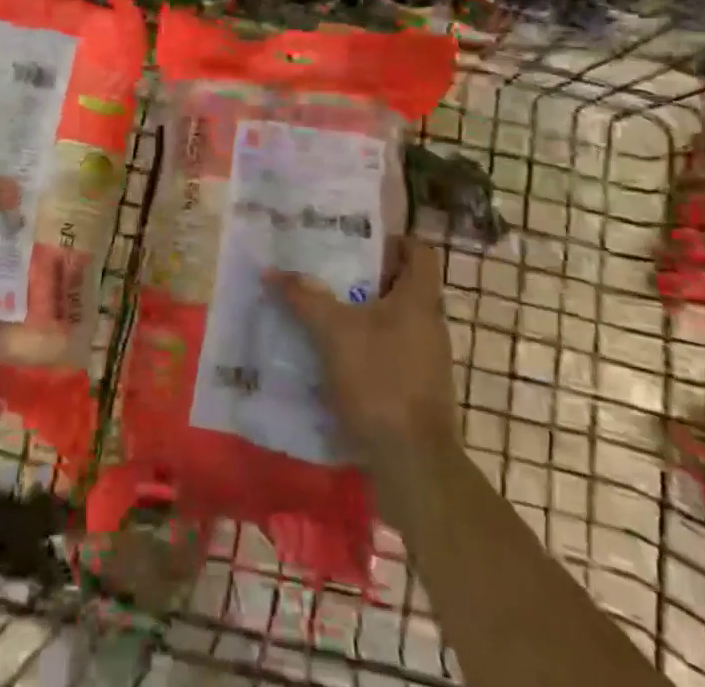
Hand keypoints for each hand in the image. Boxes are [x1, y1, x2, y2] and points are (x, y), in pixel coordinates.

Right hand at [273, 240, 461, 485]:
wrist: (414, 464)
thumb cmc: (380, 381)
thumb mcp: (333, 332)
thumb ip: (305, 298)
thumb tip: (273, 271)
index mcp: (419, 299)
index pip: (419, 251)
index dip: (392, 241)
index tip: (357, 243)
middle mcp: (430, 324)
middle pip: (402, 285)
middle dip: (365, 278)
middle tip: (328, 273)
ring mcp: (428, 360)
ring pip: (395, 321)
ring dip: (364, 315)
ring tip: (325, 313)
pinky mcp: (419, 391)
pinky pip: (392, 354)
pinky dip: (368, 349)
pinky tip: (336, 359)